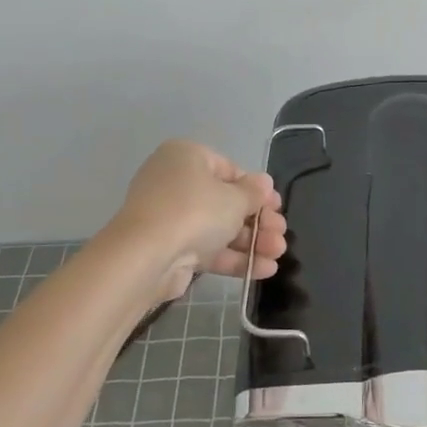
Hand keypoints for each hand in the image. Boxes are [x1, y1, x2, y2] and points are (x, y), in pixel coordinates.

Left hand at [113, 140, 288, 303]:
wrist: (146, 257)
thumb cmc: (194, 211)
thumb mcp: (234, 198)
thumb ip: (254, 192)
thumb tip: (264, 183)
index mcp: (187, 157)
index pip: (229, 170)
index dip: (256, 190)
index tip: (276, 207)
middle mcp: (175, 183)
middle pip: (226, 202)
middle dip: (258, 220)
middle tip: (281, 233)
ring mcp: (170, 218)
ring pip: (219, 228)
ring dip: (252, 241)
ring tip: (279, 253)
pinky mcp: (170, 249)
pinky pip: (207, 250)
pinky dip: (234, 258)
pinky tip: (264, 269)